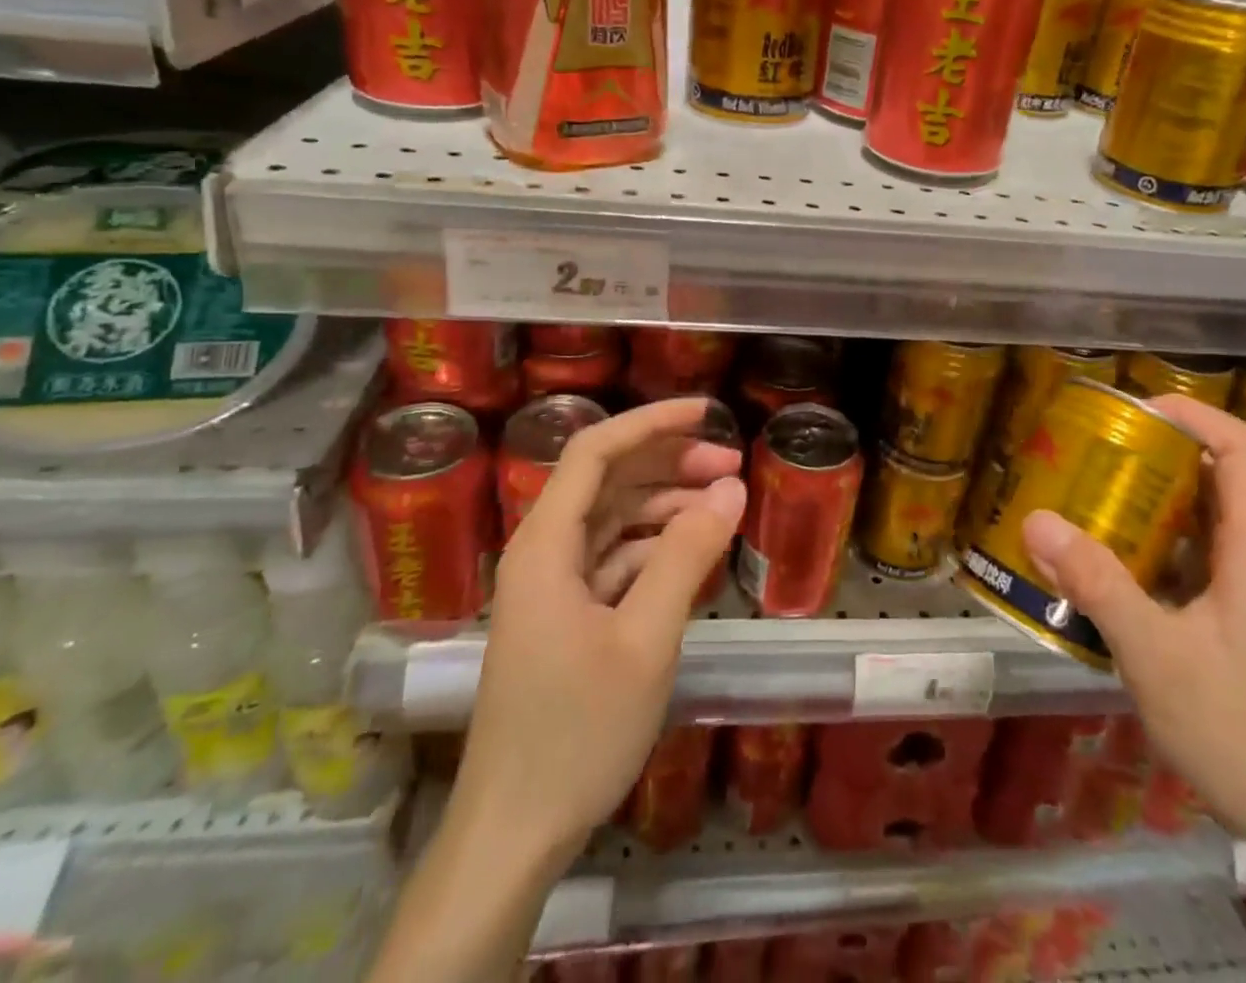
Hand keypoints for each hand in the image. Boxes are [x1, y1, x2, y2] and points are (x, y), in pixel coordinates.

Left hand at [457, 397, 745, 864]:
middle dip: (669, 462)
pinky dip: (655, 549)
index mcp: (546, 545)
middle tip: (731, 464)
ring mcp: (553, 586)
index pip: (594, 451)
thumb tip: (730, 488)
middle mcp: (543, 552)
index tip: (706, 412)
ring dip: (666, 505)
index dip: (650, 421)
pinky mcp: (566, 616)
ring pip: (613, 519)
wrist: (514, 833)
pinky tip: (695, 556)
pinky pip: (614, 560)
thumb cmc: (577, 731)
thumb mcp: (645, 638)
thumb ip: (687, 555)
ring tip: (723, 504)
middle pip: (607, 480)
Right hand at [1020, 396, 1245, 860]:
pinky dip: (1150, 554)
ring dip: (1146, 507)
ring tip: (1084, 505)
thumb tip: (1036, 520)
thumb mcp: (1158, 657)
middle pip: (1214, 478)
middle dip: (1151, 456)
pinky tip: (1106, 578)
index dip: (1190, 413)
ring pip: (1200, 526)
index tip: (1129, 410)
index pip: (1240, 447)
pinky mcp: (1240, 630)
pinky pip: (1192, 568)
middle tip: (1087, 457)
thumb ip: (1098, 586)